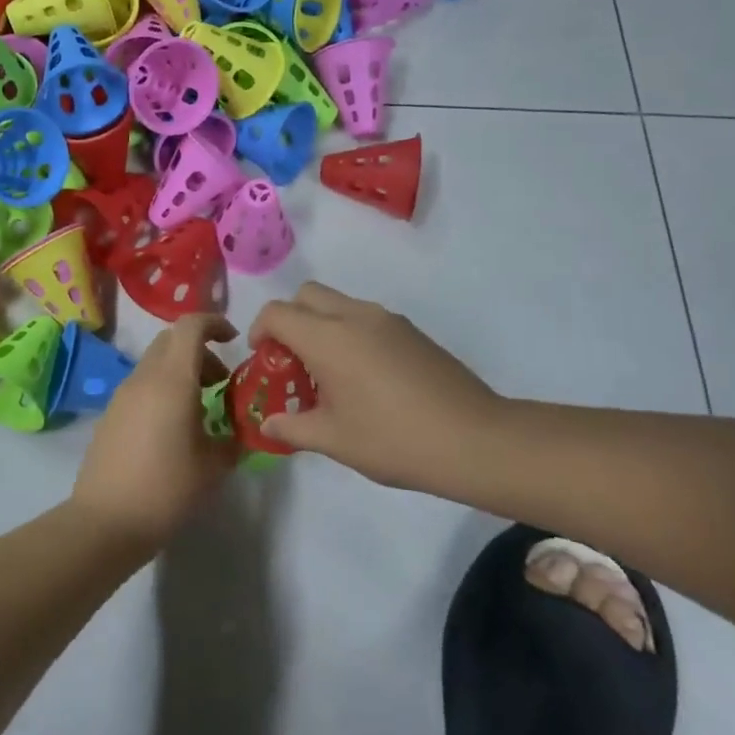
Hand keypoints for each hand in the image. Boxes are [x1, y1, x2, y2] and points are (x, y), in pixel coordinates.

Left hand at [71, 314, 241, 549]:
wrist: (106, 521)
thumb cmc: (167, 489)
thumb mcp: (214, 466)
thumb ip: (234, 439)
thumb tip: (243, 430)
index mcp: (172, 380)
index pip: (190, 326)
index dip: (214, 322)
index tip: (234, 340)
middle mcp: (144, 378)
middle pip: (171, 340)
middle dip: (200, 350)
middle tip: (220, 381)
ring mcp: (122, 395)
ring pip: (155, 362)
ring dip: (181, 370)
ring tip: (201, 408)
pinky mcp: (110, 414)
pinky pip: (141, 385)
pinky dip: (162, 388)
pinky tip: (173, 427)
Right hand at [248, 282, 508, 493]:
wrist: (474, 439)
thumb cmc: (393, 439)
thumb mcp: (333, 440)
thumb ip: (293, 428)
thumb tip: (269, 423)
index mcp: (328, 337)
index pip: (277, 312)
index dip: (260, 331)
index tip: (263, 361)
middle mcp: (355, 316)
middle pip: (307, 294)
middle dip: (290, 319)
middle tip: (292, 361)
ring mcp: (387, 320)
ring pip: (338, 303)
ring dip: (321, 325)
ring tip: (328, 374)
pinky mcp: (411, 331)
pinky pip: (365, 317)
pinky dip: (349, 333)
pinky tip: (363, 378)